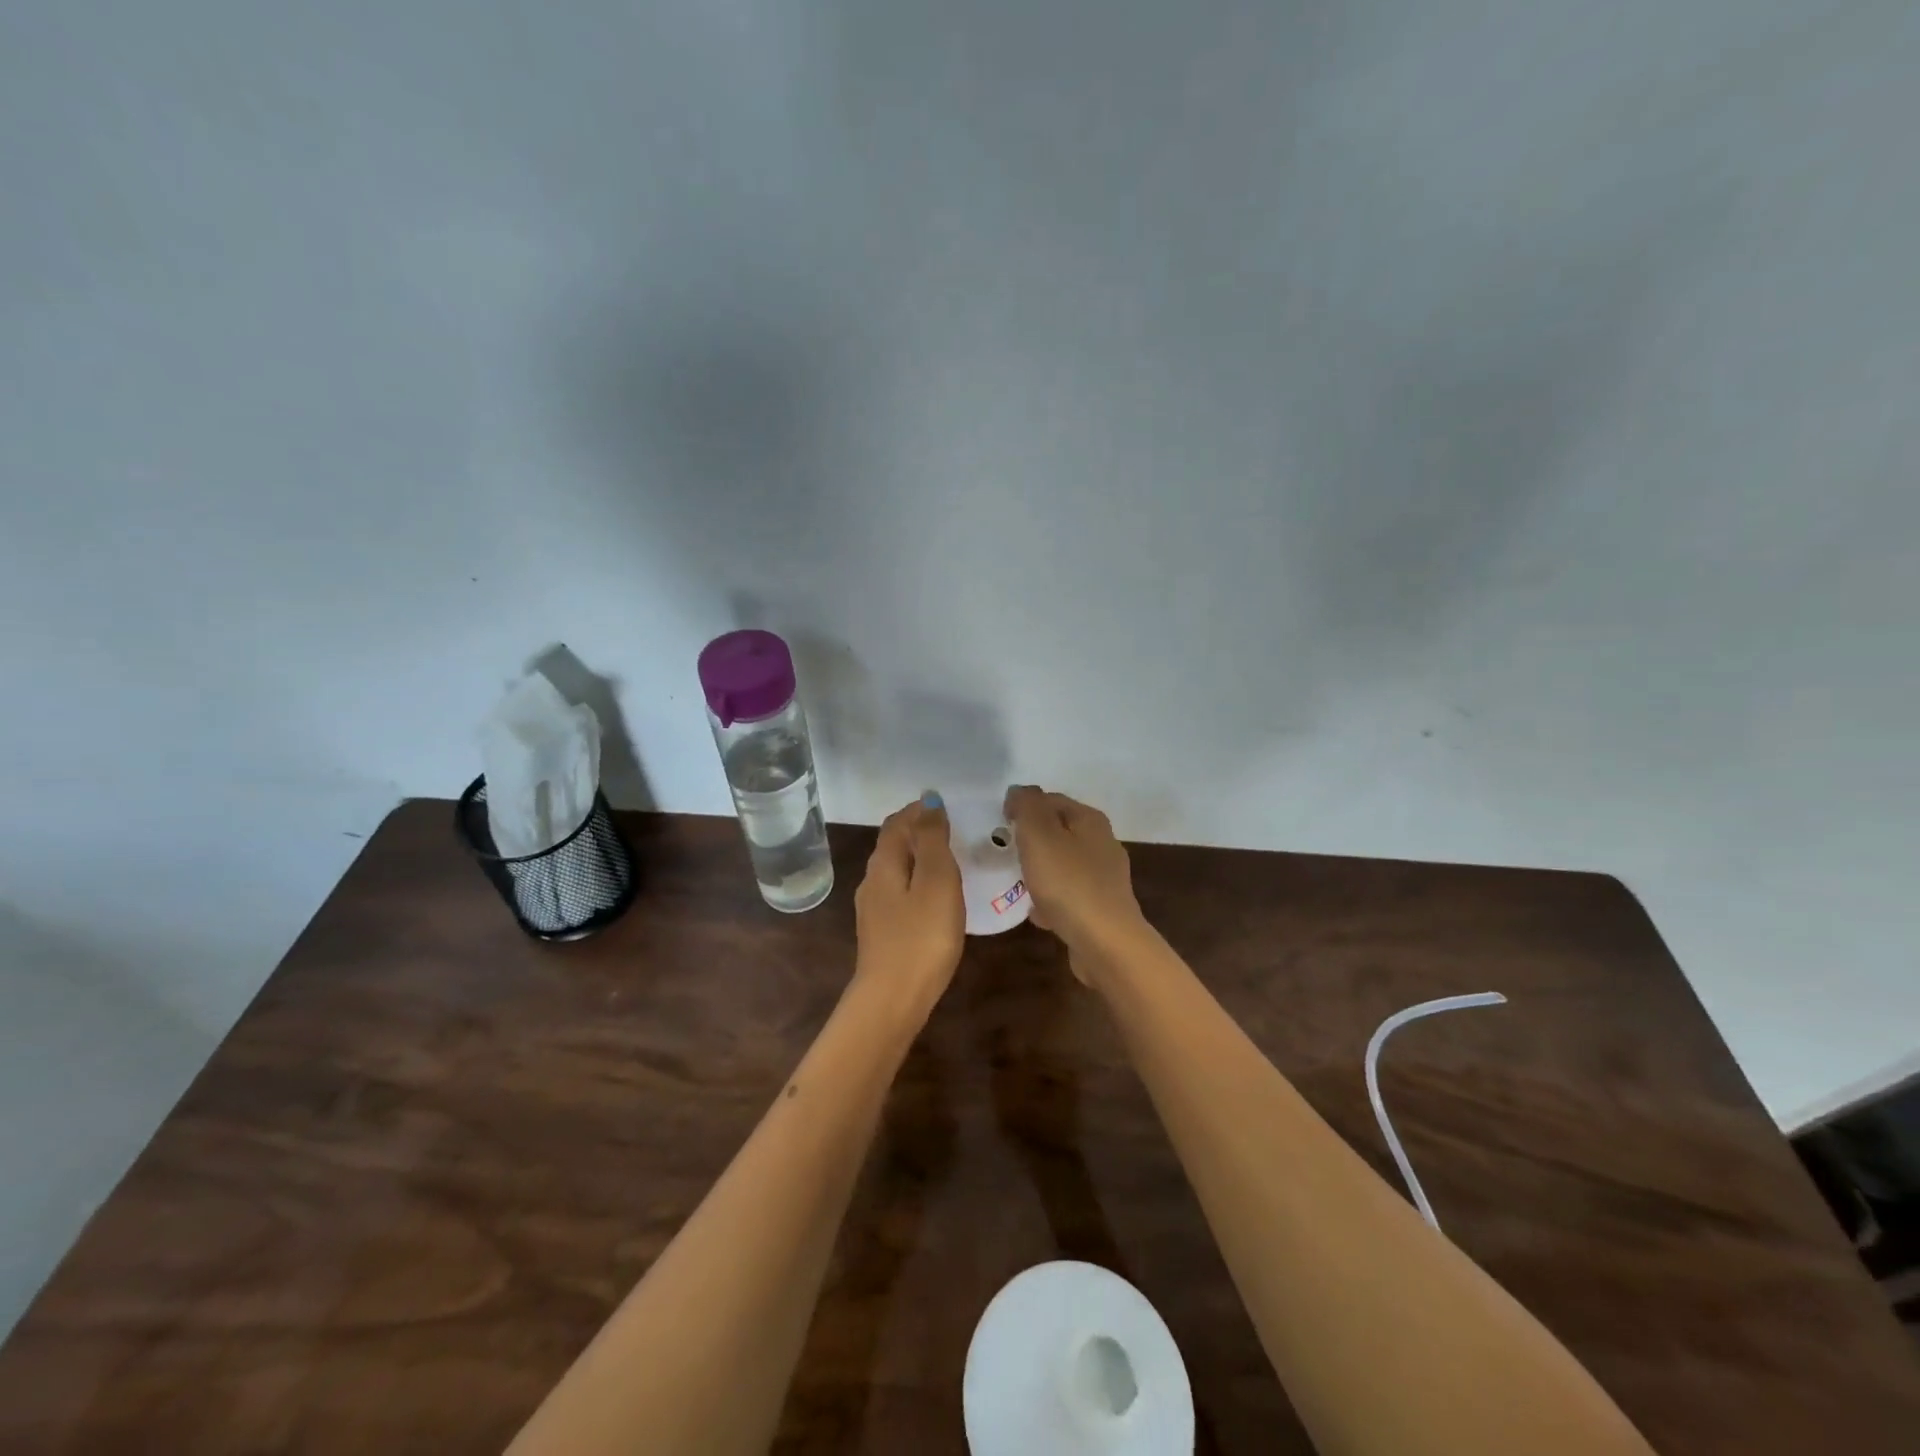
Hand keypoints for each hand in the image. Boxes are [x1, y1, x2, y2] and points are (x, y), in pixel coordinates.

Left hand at [852, 796, 964, 1021]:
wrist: (893, 1000)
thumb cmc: (921, 936)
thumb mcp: (936, 880)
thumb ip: (933, 839)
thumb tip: (929, 800)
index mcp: (884, 862)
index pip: (898, 822)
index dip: (920, 810)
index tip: (948, 807)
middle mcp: (872, 880)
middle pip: (894, 844)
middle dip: (919, 831)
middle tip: (953, 830)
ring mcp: (873, 909)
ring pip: (896, 869)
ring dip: (919, 857)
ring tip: (950, 860)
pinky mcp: (881, 932)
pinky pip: (900, 893)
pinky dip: (917, 882)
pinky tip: (935, 897)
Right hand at [1003, 786, 1145, 972]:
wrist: (1105, 943)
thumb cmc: (1068, 883)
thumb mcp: (1039, 834)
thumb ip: (1026, 806)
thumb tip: (1019, 792)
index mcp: (1090, 820)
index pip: (1052, 799)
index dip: (1024, 806)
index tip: (1000, 822)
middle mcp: (1102, 843)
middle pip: (1059, 832)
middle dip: (1032, 839)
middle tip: (1006, 851)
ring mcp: (1104, 878)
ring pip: (1063, 864)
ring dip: (1040, 871)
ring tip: (1016, 882)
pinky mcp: (1101, 909)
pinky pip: (1069, 895)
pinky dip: (1051, 900)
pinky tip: (1036, 914)